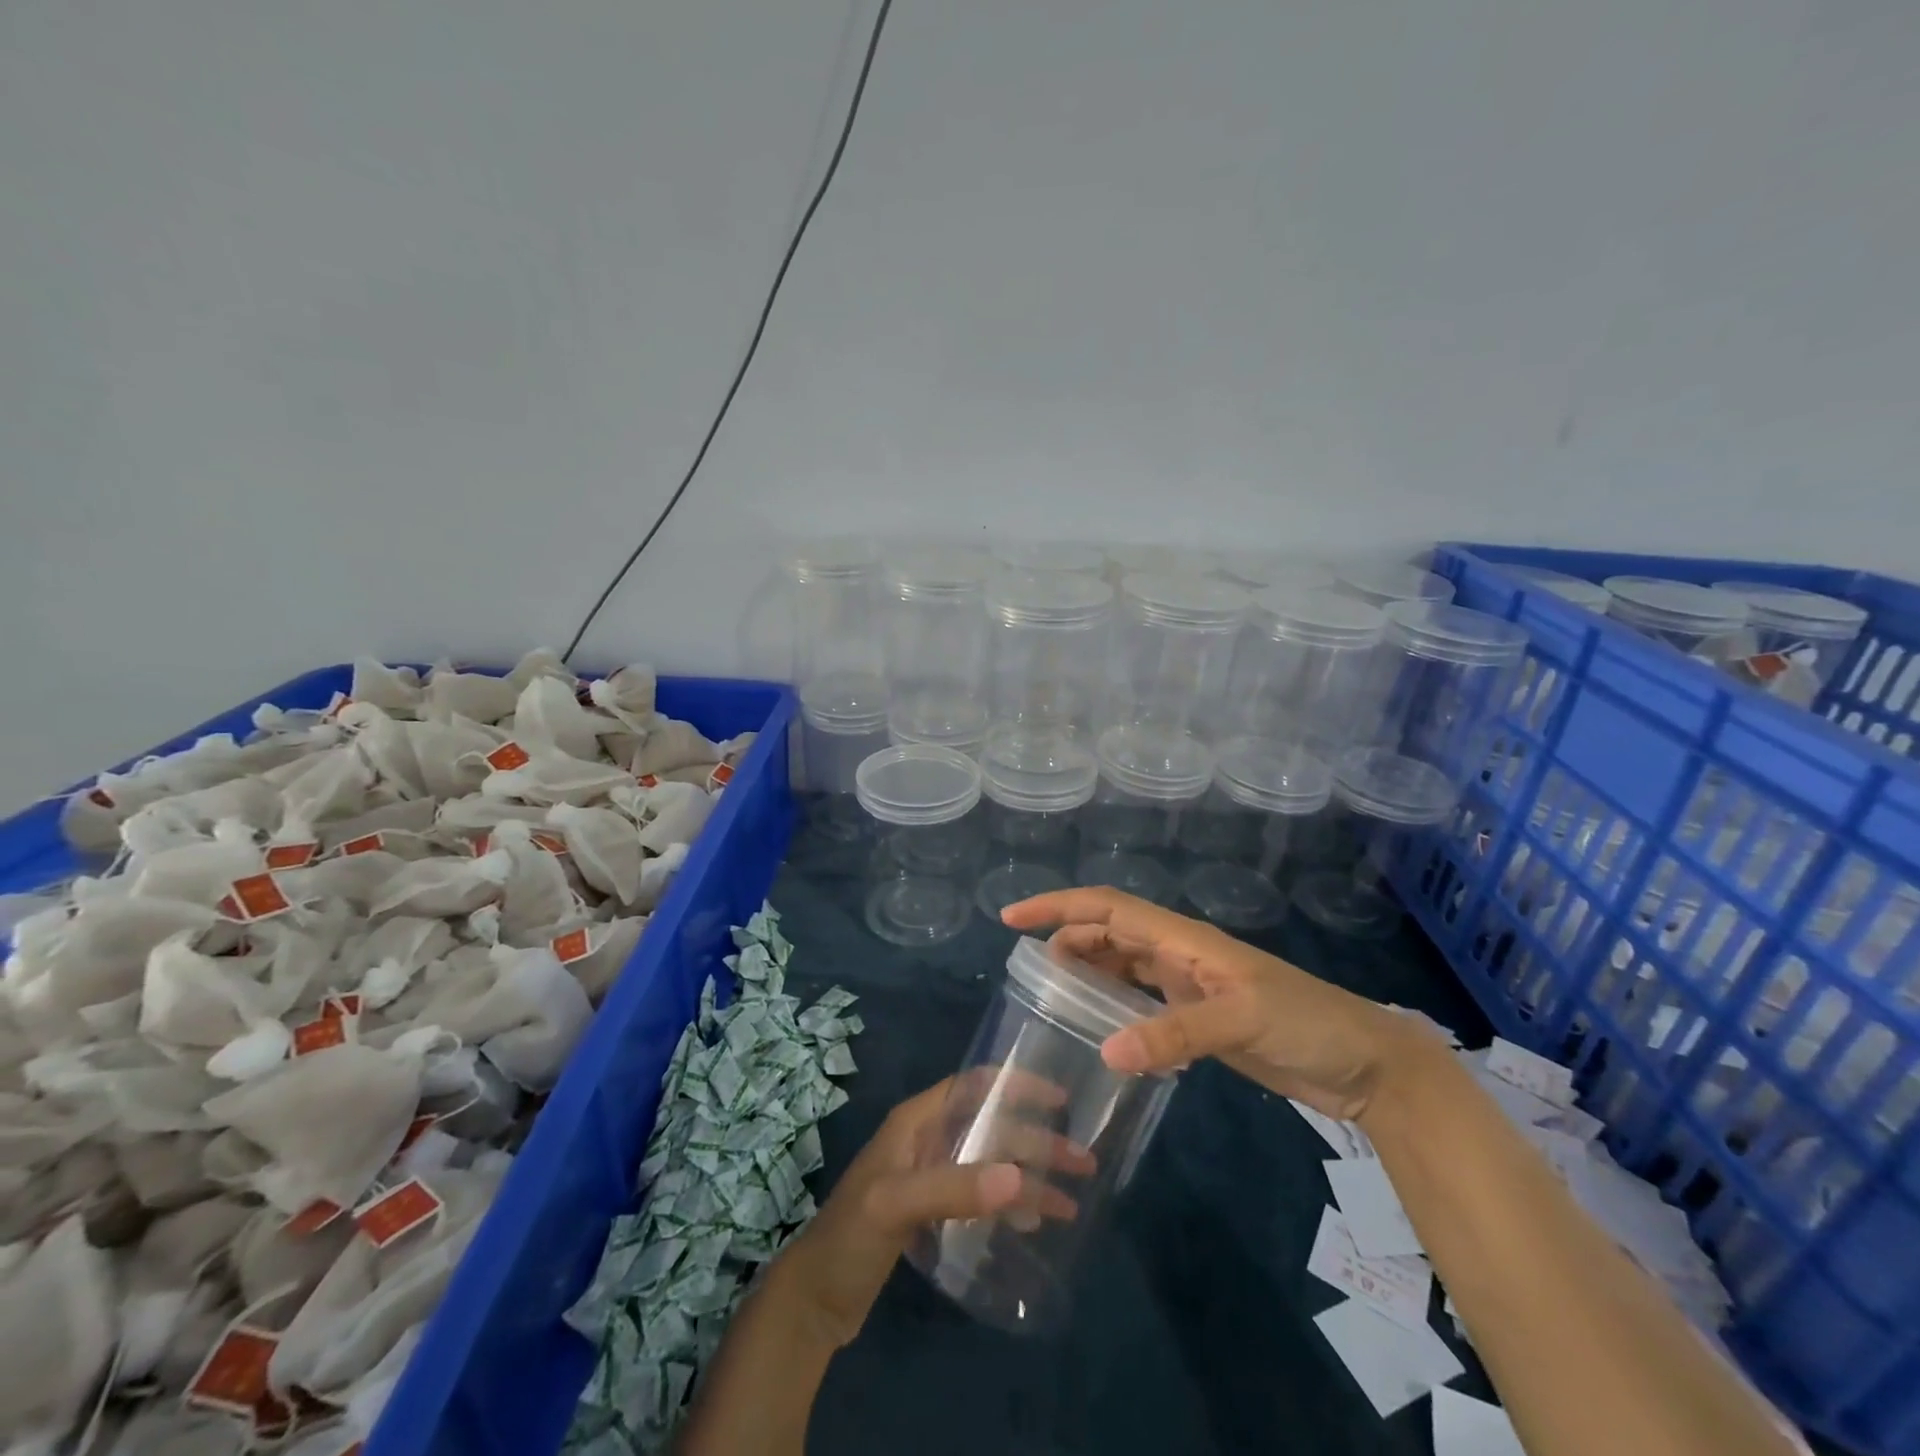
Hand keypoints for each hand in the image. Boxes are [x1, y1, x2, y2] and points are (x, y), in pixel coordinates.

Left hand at [782, 1076, 1086, 1346]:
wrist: (812, 1303)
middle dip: (1037, 1142)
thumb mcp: (895, 1206)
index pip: (974, 1086)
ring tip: (1070, 1201)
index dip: (1016, 1085)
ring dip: (1029, 1176)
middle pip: (992, 1129)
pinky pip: (981, 1196)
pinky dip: (1008, 1203)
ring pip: (991, 1163)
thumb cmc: (849, 1238)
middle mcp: (927, 1140)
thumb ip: (953, 1189)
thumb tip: (1020, 1178)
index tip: (1060, 1099)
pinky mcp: (931, 1213)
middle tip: (1083, 1164)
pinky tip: (1031, 1222)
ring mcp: (929, 1177)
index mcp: (916, 1121)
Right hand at [1002, 888, 1438, 1120]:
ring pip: (1123, 964)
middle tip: (1028, 969)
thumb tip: (1106, 1052)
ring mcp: (1189, 985)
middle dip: (1066, 938)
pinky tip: (1100, 1025)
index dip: (1058, 906)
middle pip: (1109, 932)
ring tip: (1052, 993)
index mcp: (1183, 938)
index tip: (1012, 918)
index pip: (1107, 907)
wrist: (1364, 1064)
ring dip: (1088, 969)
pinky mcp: (1200, 1018)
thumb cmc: (1306, 1023)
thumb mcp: (1242, 1021)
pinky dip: (1115, 1004)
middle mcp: (1179, 953)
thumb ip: (1175, 1034)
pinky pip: (1142, 1000)